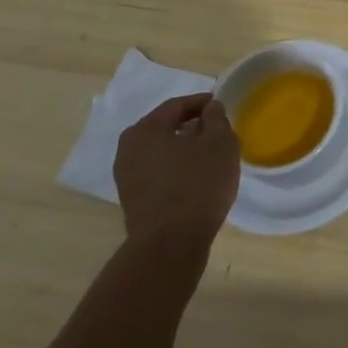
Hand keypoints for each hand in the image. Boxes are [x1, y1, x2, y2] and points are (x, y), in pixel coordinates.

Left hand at [113, 94, 240, 268]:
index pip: (177, 105)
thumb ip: (216, 119)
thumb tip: (210, 108)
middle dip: (191, 125)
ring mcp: (126, 175)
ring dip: (183, 148)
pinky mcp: (131, 198)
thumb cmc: (197, 185)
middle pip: (165, 126)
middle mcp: (129, 147)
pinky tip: (194, 177)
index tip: (221, 105)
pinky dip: (175, 167)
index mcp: (146, 128)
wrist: (169, 245)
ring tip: (208, 155)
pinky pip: (157, 171)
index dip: (202, 102)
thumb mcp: (220, 144)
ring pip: (160, 150)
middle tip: (216, 130)